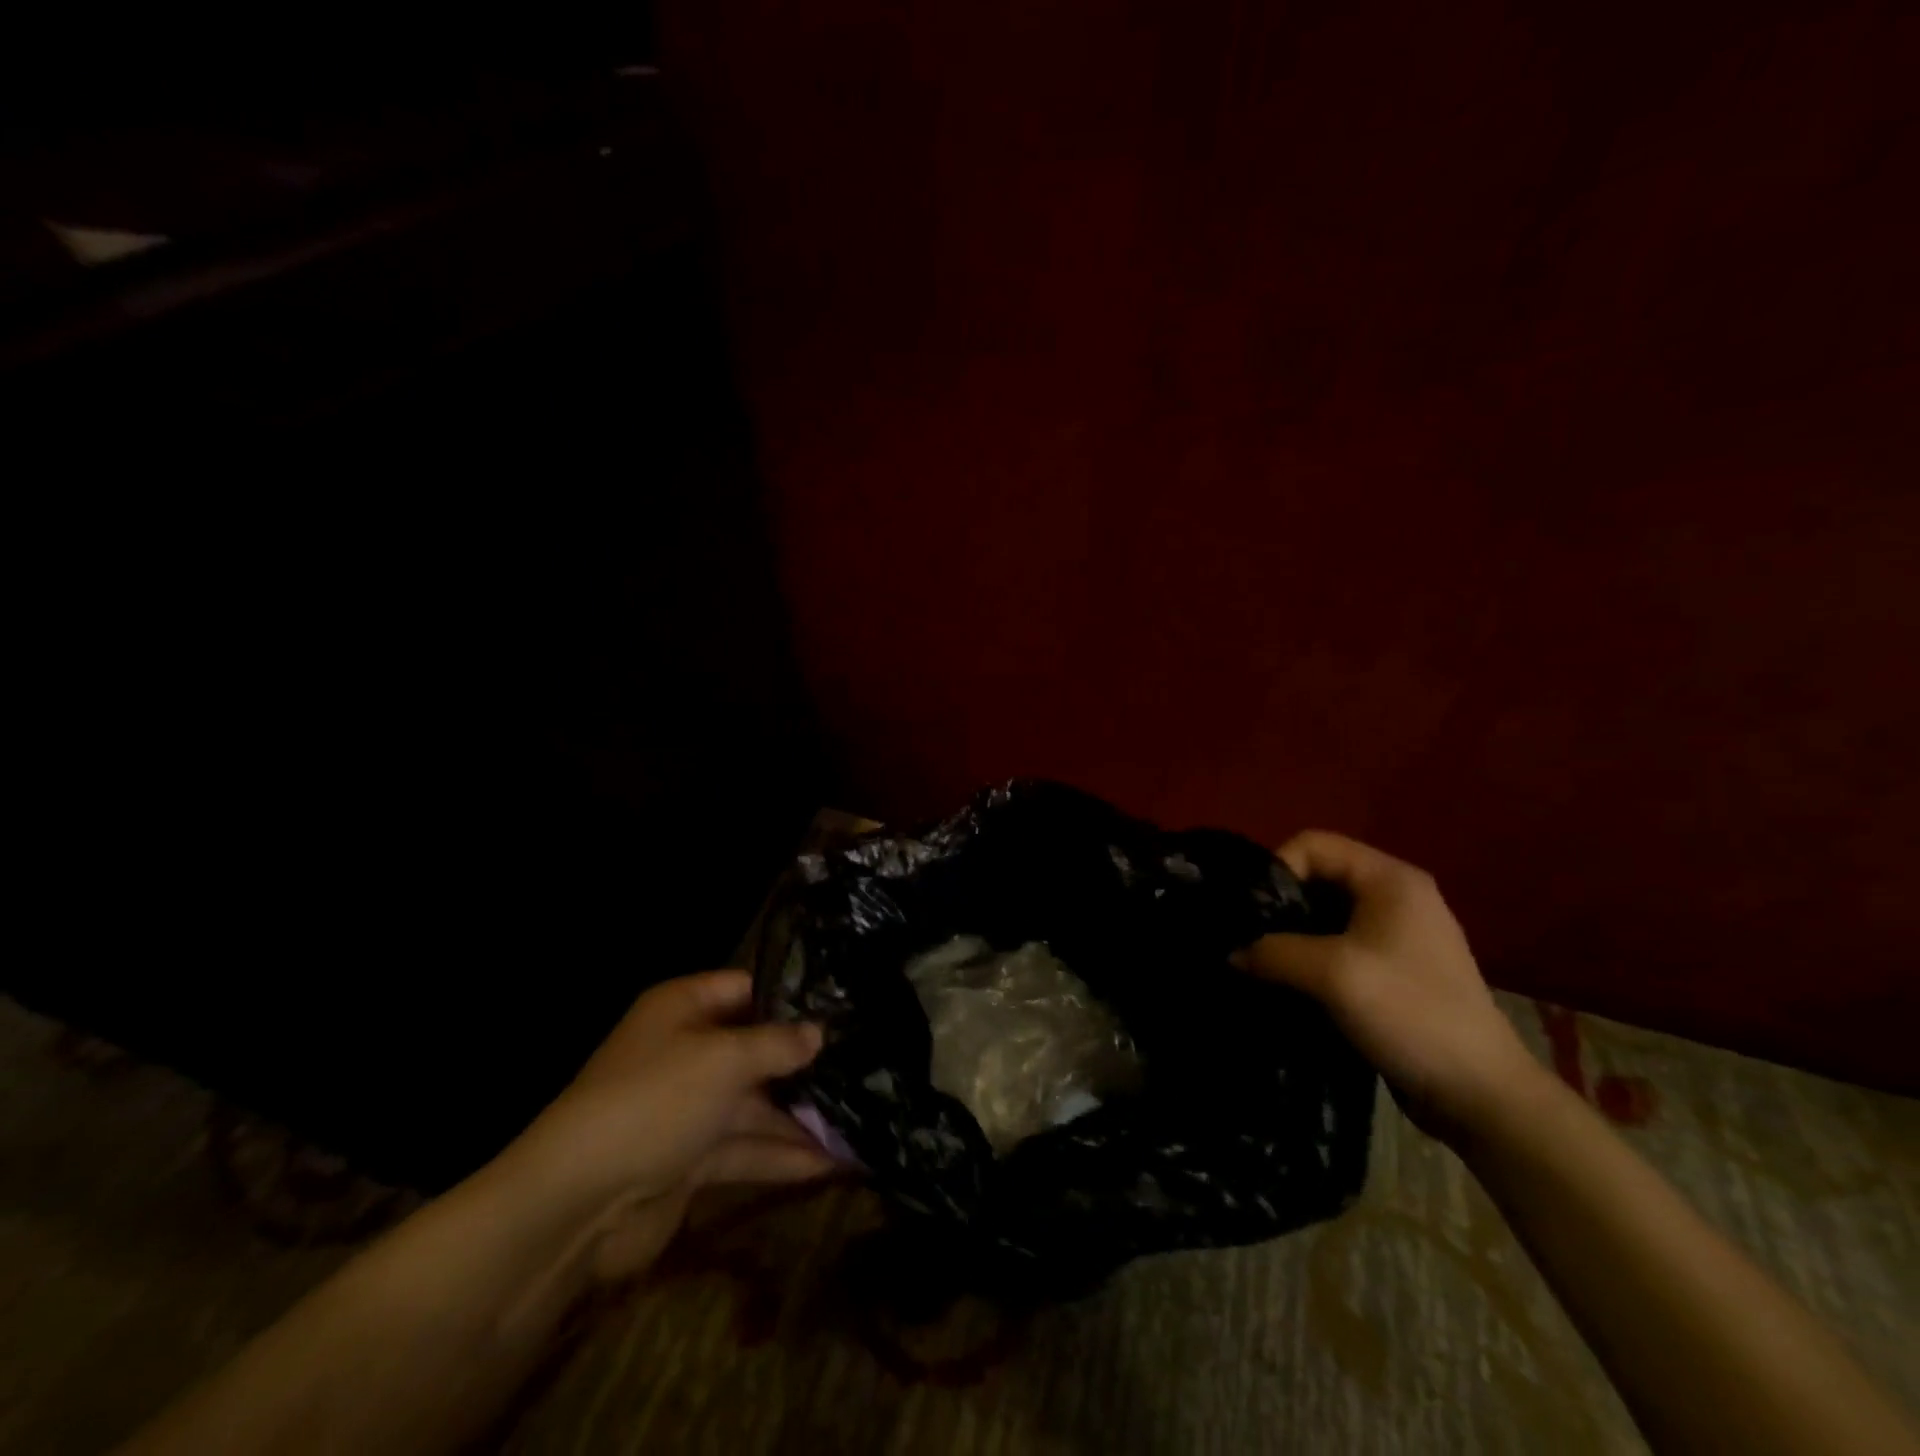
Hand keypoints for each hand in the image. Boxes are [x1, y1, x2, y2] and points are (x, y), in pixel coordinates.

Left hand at [495, 970, 832, 1280]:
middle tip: (864, 1065)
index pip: (745, 989)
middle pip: (755, 1050)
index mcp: (683, 1009)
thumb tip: (819, 1032)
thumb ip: (778, 1044)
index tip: (841, 1007)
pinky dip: (783, 1156)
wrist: (576, 1204)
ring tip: (860, 1120)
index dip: (790, 998)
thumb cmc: (654, 1101)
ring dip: (801, 1117)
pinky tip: (833, 1162)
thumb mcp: (724, 1059)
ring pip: (755, 1105)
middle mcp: (687, 1052)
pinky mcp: (690, 1160)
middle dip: (804, 1064)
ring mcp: (688, 1109)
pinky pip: (746, 1149)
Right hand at [1232, 831, 1539, 1140]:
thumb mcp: (1332, 975)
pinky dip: (1311, 958)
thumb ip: (1272, 952)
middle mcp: (1396, 896)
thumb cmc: (1410, 1015)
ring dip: (1292, 935)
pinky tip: (1292, 984)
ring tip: (1264, 964)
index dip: (1277, 869)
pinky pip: (1339, 945)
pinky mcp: (1395, 969)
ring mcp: (1398, 934)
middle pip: (1318, 876)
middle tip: (1251, 939)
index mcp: (1390, 879)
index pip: (1313, 844)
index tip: (1255, 913)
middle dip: (1281, 905)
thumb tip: (1232, 953)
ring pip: (1326, 914)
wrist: (1480, 1094)